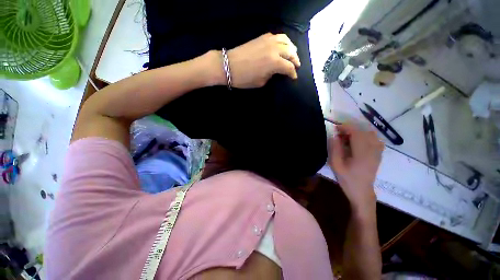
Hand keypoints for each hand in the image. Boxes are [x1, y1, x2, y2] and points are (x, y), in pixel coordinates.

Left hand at [227, 33, 300, 87]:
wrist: (226, 65)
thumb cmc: (243, 77)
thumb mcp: (261, 81)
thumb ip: (273, 75)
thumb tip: (278, 71)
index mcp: (275, 62)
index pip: (290, 67)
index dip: (293, 73)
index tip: (293, 77)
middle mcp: (275, 49)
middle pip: (291, 52)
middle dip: (295, 60)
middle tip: (295, 65)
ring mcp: (268, 41)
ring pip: (286, 40)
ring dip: (290, 47)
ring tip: (291, 53)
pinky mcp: (261, 37)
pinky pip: (276, 36)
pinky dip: (281, 40)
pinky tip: (280, 45)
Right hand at [328, 123, 383, 212]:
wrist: (362, 192)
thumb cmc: (348, 181)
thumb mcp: (337, 167)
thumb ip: (335, 149)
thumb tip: (334, 135)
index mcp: (361, 151)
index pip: (354, 131)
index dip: (344, 127)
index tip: (335, 129)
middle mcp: (371, 148)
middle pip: (361, 130)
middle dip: (350, 129)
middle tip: (341, 136)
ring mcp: (377, 150)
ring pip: (369, 132)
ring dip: (359, 132)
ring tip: (351, 139)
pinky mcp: (379, 153)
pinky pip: (375, 139)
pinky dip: (368, 137)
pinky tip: (362, 143)